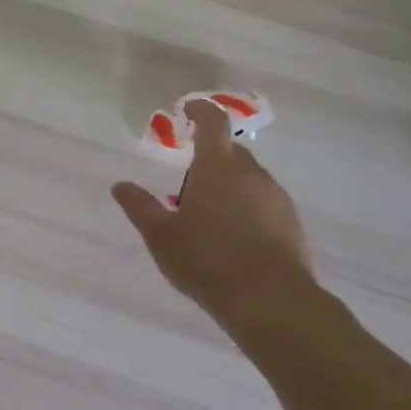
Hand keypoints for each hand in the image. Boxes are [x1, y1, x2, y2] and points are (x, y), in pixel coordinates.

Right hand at [113, 100, 315, 331]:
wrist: (271, 301)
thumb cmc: (207, 260)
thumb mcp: (161, 236)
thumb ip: (140, 207)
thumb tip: (120, 186)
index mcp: (218, 168)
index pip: (213, 124)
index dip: (201, 111)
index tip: (189, 108)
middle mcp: (251, 174)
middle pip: (231, 151)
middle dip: (209, 157)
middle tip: (187, 182)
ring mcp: (275, 198)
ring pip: (248, 178)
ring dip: (228, 184)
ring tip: (207, 214)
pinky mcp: (290, 223)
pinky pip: (262, 201)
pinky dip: (245, 205)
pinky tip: (232, 234)